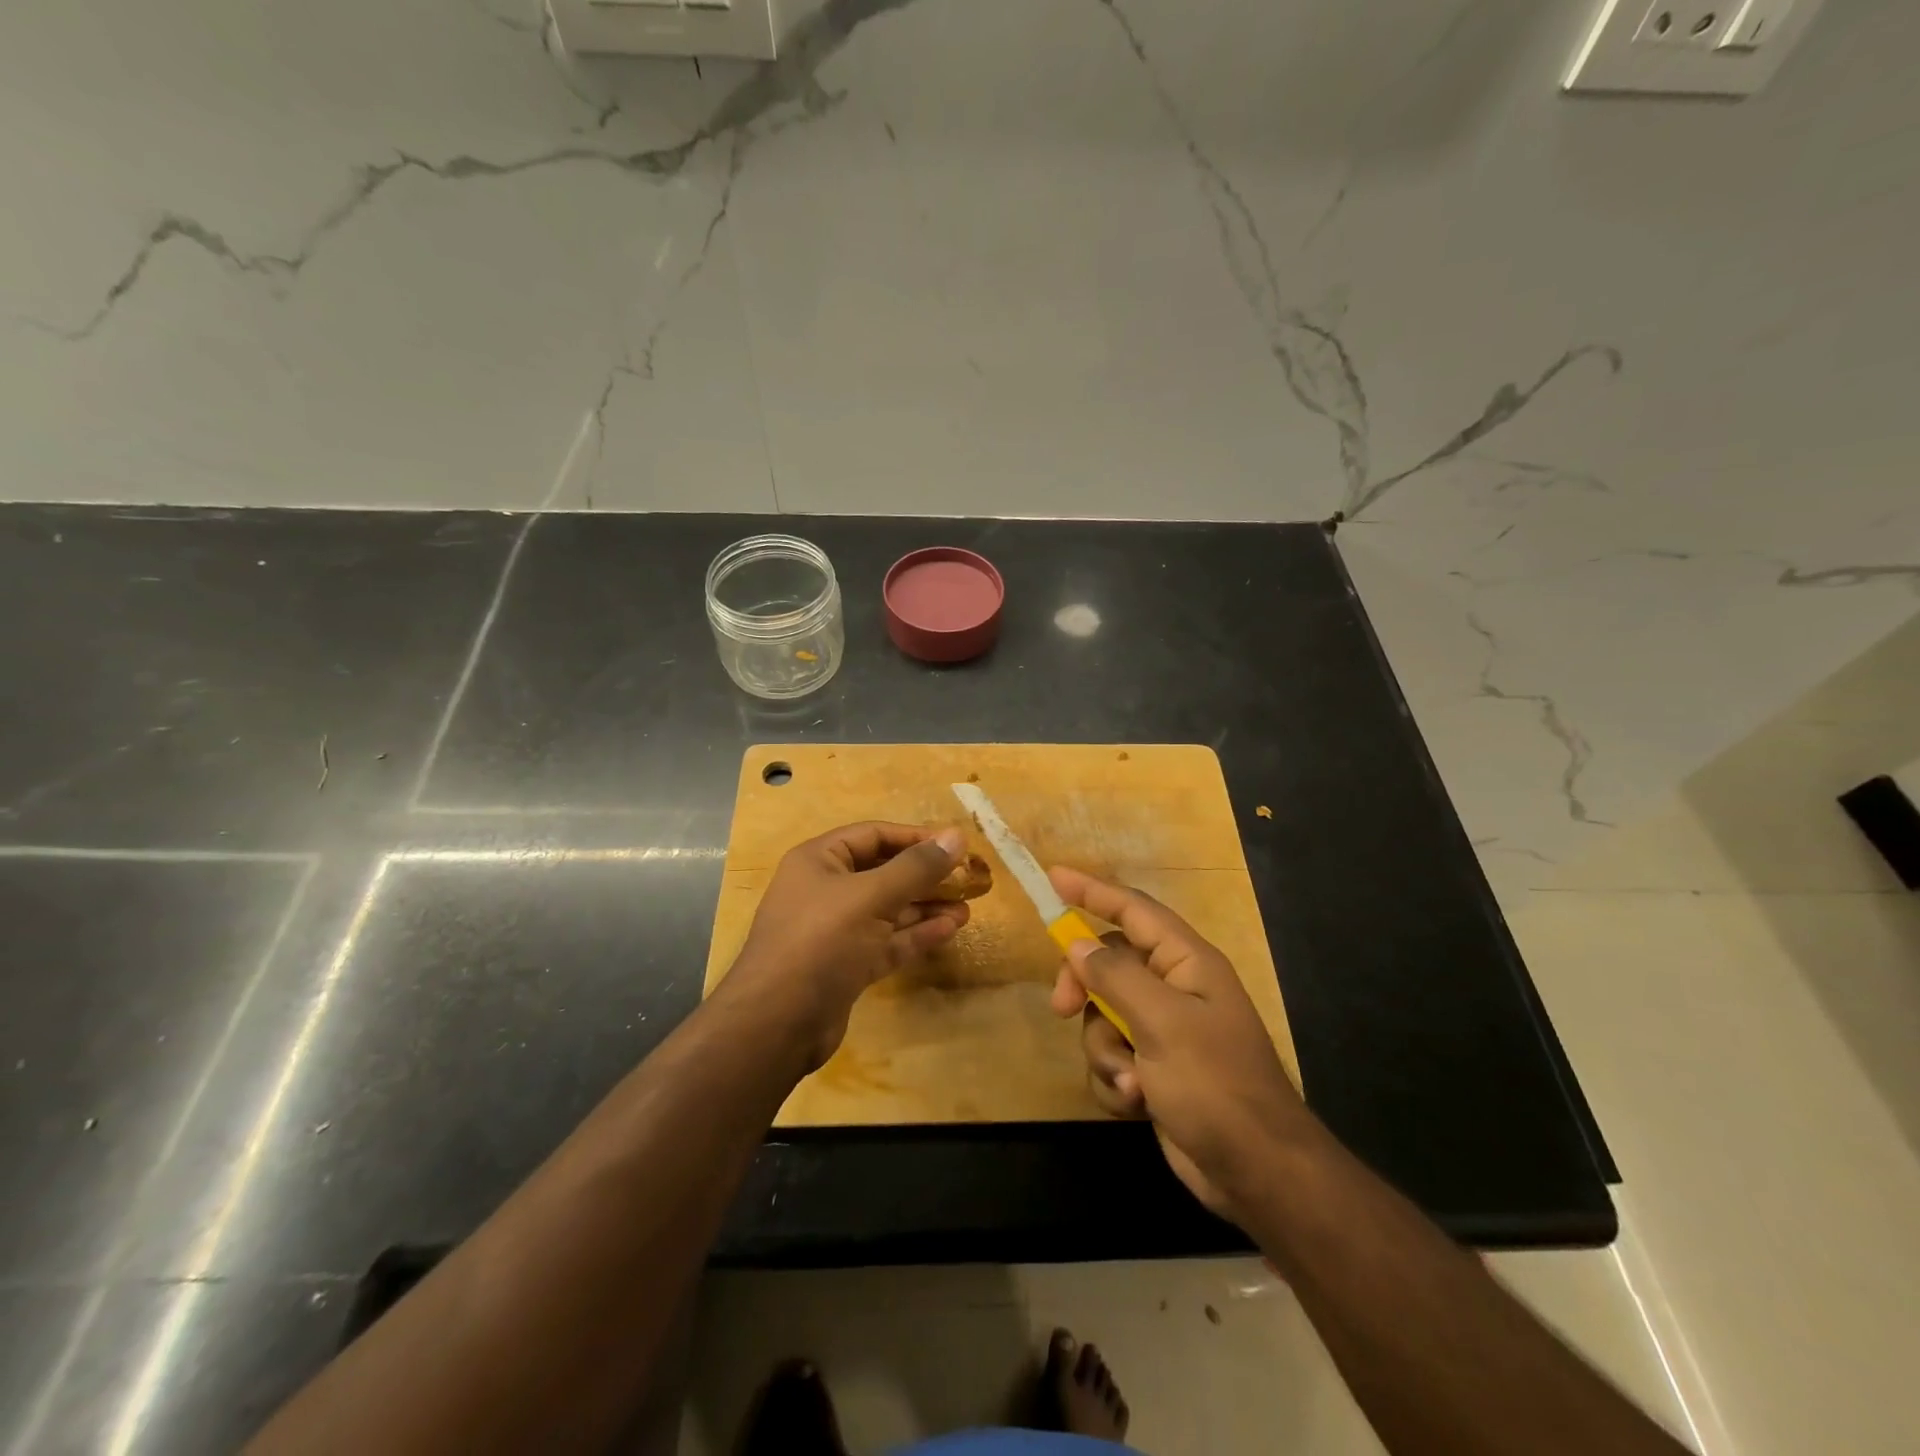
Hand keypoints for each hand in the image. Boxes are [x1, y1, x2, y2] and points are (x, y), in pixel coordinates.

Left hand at [726, 822, 969, 1069]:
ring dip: (926, 906)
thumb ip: (916, 867)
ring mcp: (836, 930)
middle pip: (884, 872)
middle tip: (969, 878)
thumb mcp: (870, 896)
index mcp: (819, 861)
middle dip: (925, 875)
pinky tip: (949, 929)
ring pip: (889, 909)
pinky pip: (887, 941)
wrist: (777, 1023)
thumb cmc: (821, 941)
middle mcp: (826, 890)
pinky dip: (916, 934)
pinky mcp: (847, 965)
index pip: (874, 835)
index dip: (915, 837)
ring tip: (968, 906)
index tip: (956, 845)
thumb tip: (957, 836)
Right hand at [1047, 866, 1313, 1221]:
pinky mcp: (1154, 1070)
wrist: (1256, 1173)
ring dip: (1105, 1050)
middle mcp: (1174, 988)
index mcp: (1187, 962)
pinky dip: (1115, 1080)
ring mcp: (1163, 1031)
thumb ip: (1115, 976)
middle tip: (1062, 1008)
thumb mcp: (1162, 1022)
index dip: (1092, 890)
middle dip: (1084, 989)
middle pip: (1108, 964)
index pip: (1133, 910)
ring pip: (1104, 1017)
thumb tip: (1077, 944)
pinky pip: (1112, 1056)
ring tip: (1131, 1081)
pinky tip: (1136, 1104)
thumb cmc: (1215, 1084)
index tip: (1052, 878)